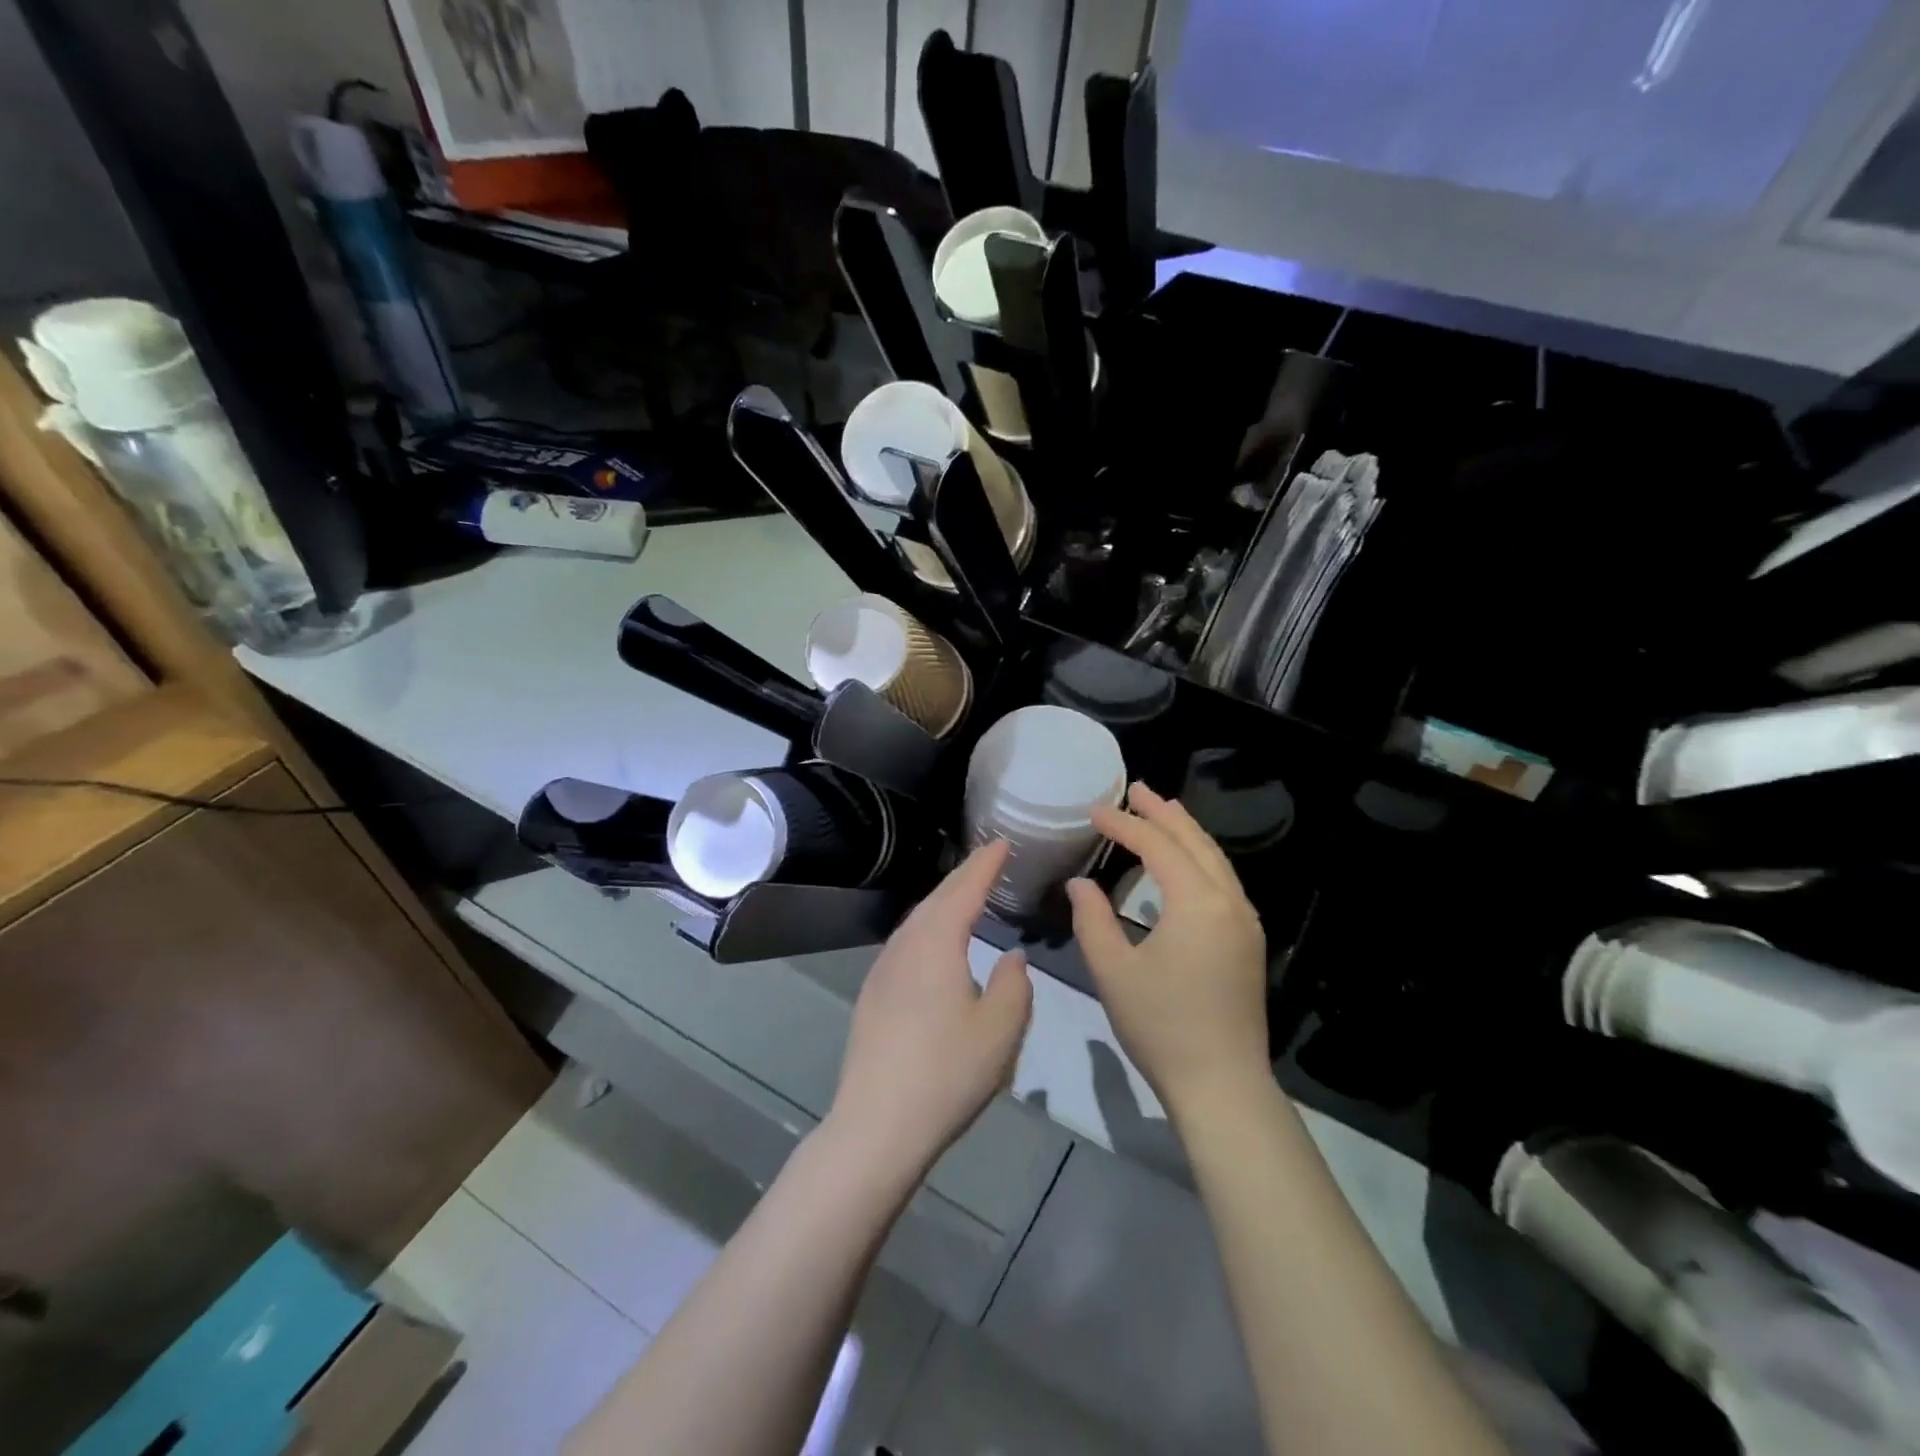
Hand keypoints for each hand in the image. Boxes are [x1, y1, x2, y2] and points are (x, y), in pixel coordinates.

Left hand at [829, 841, 1032, 1179]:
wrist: (876, 1124)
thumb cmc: (947, 1072)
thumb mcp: (1001, 1029)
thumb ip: (1014, 985)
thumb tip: (1011, 957)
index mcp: (936, 943)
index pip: (965, 889)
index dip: (986, 865)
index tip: (1003, 843)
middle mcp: (905, 946)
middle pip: (937, 899)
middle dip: (964, 877)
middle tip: (989, 860)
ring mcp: (883, 970)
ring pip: (918, 920)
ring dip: (944, 902)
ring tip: (967, 894)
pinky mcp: (873, 995)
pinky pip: (907, 943)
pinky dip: (929, 927)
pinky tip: (937, 944)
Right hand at [1067, 783, 1269, 1117]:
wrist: (1222, 1085)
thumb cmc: (1161, 1027)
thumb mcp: (1113, 971)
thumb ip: (1091, 919)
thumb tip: (1080, 882)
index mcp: (1196, 903)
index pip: (1157, 846)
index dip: (1124, 825)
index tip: (1094, 811)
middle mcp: (1228, 901)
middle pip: (1194, 841)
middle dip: (1163, 813)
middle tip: (1136, 789)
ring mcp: (1244, 921)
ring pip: (1215, 859)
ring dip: (1186, 832)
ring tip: (1161, 811)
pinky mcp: (1247, 941)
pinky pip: (1223, 880)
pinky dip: (1199, 858)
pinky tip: (1183, 862)